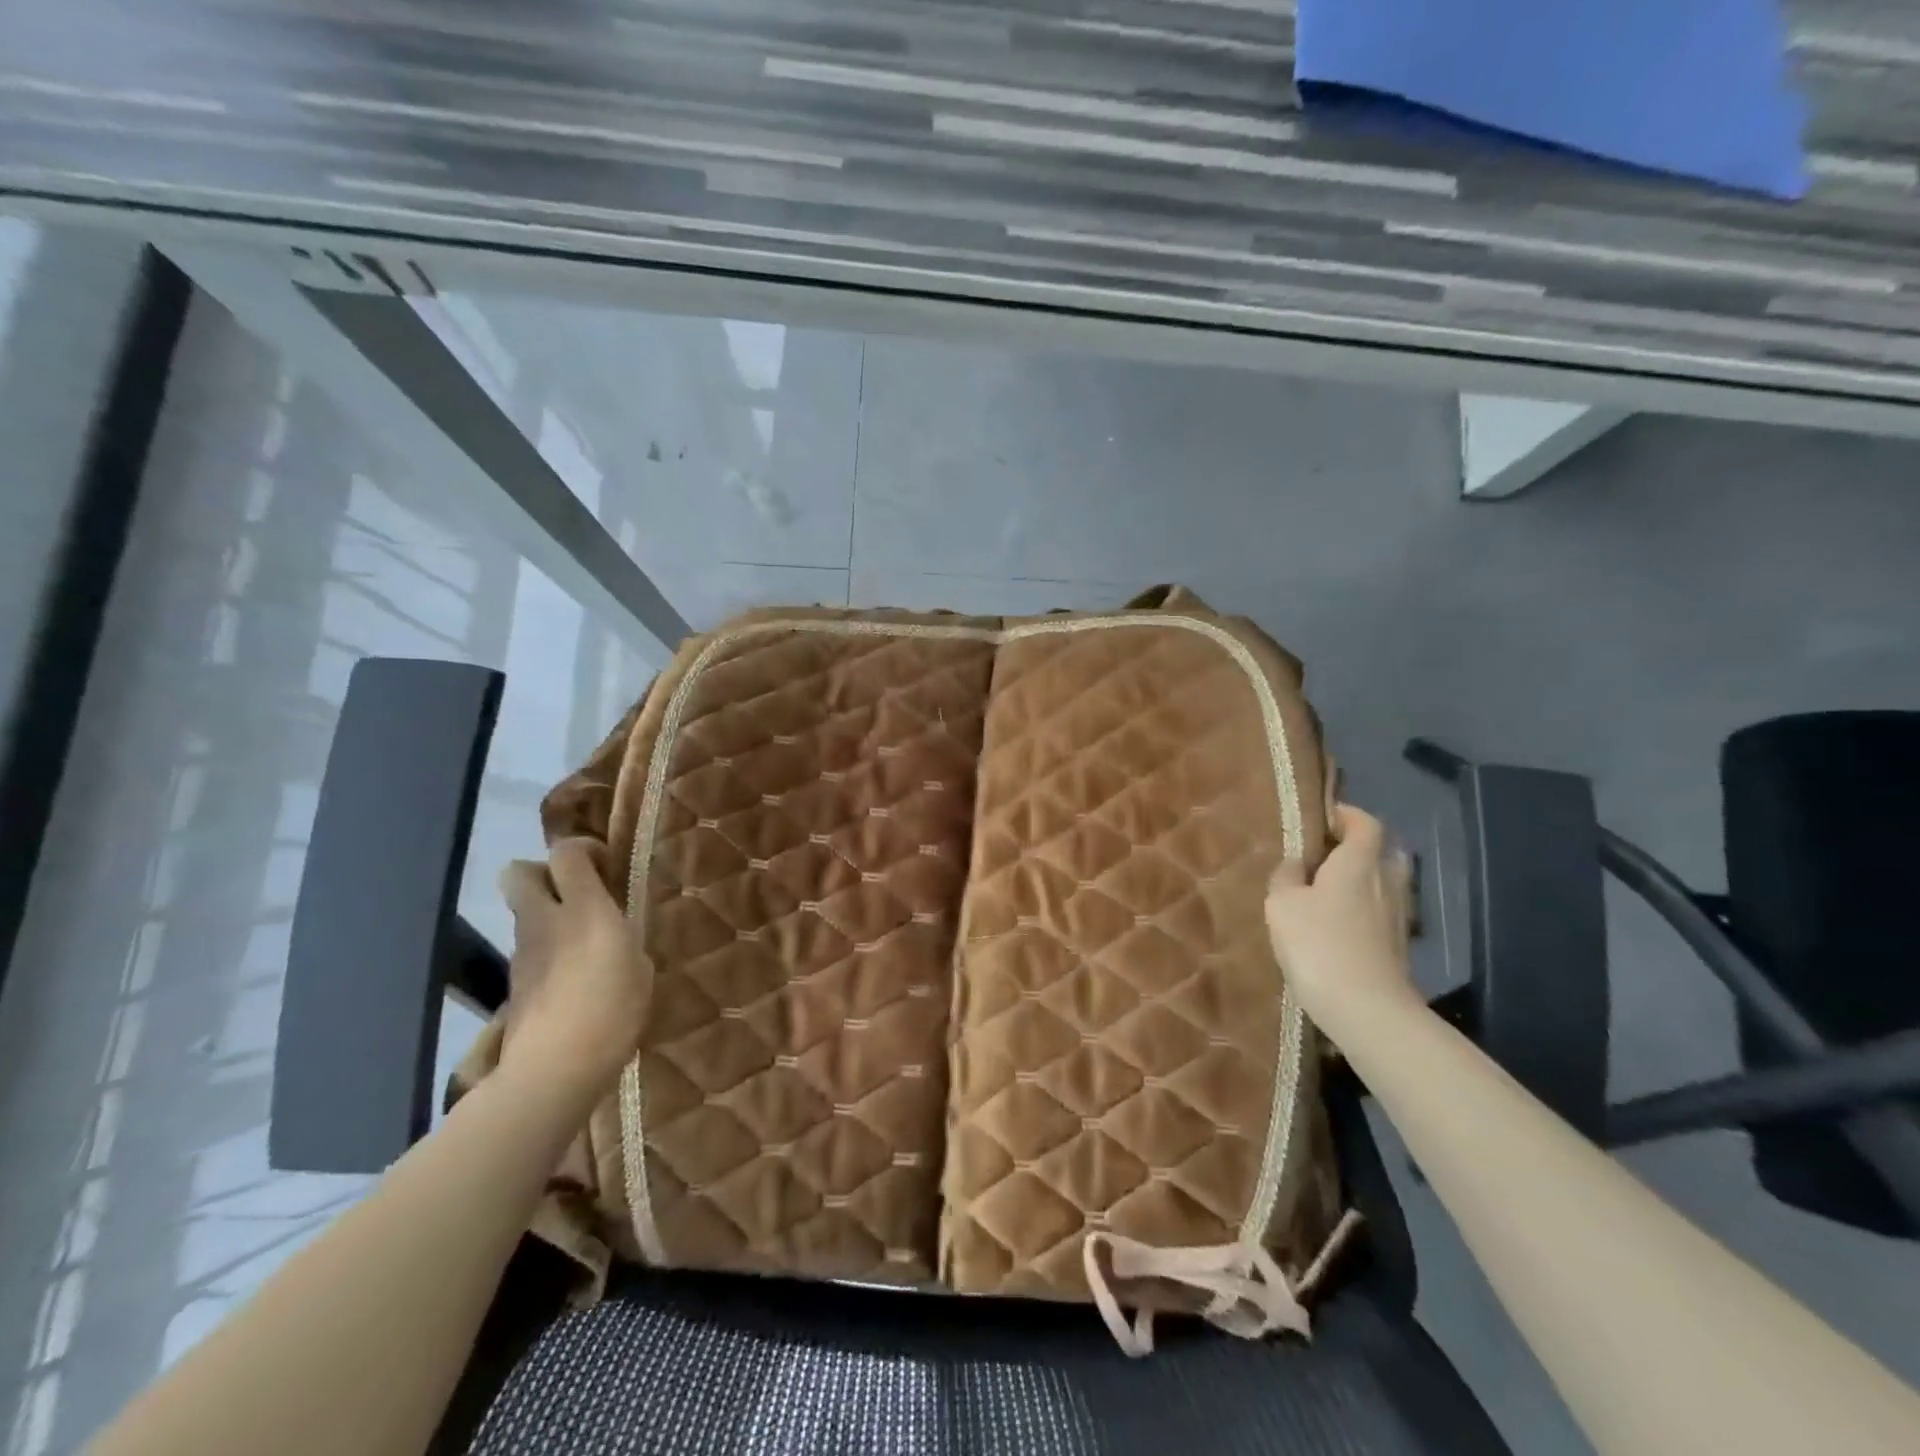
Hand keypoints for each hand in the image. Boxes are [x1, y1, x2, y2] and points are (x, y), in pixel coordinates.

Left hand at [496, 839, 653, 1097]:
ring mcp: (523, 952)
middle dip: (544, 872)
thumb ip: (625, 940)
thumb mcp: (640, 968)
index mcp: (584, 910)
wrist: (552, 1071)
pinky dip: (548, 951)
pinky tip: (574, 979)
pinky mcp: (514, 984)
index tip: (607, 866)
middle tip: (579, 892)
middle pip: (518, 873)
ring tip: (584, 943)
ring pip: (524, 913)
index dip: (583, 849)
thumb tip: (617, 936)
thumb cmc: (611, 1013)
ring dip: (549, 915)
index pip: (565, 853)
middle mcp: (545, 921)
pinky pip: (530, 949)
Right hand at [1265, 805, 1421, 1041]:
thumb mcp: (1282, 904)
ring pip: (1382, 884)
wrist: (1367, 1009)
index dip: (1346, 815)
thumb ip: (1286, 876)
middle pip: (1381, 852)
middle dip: (1357, 848)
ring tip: (1325, 892)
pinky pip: (1380, 913)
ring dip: (1360, 881)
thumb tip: (1294, 863)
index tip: (1322, 818)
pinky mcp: (1398, 947)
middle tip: (1323, 856)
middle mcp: (1386, 882)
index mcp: (1359, 862)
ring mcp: (1397, 916)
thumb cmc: (1319, 944)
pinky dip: (1362, 910)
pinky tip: (1337, 926)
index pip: (1365, 823)